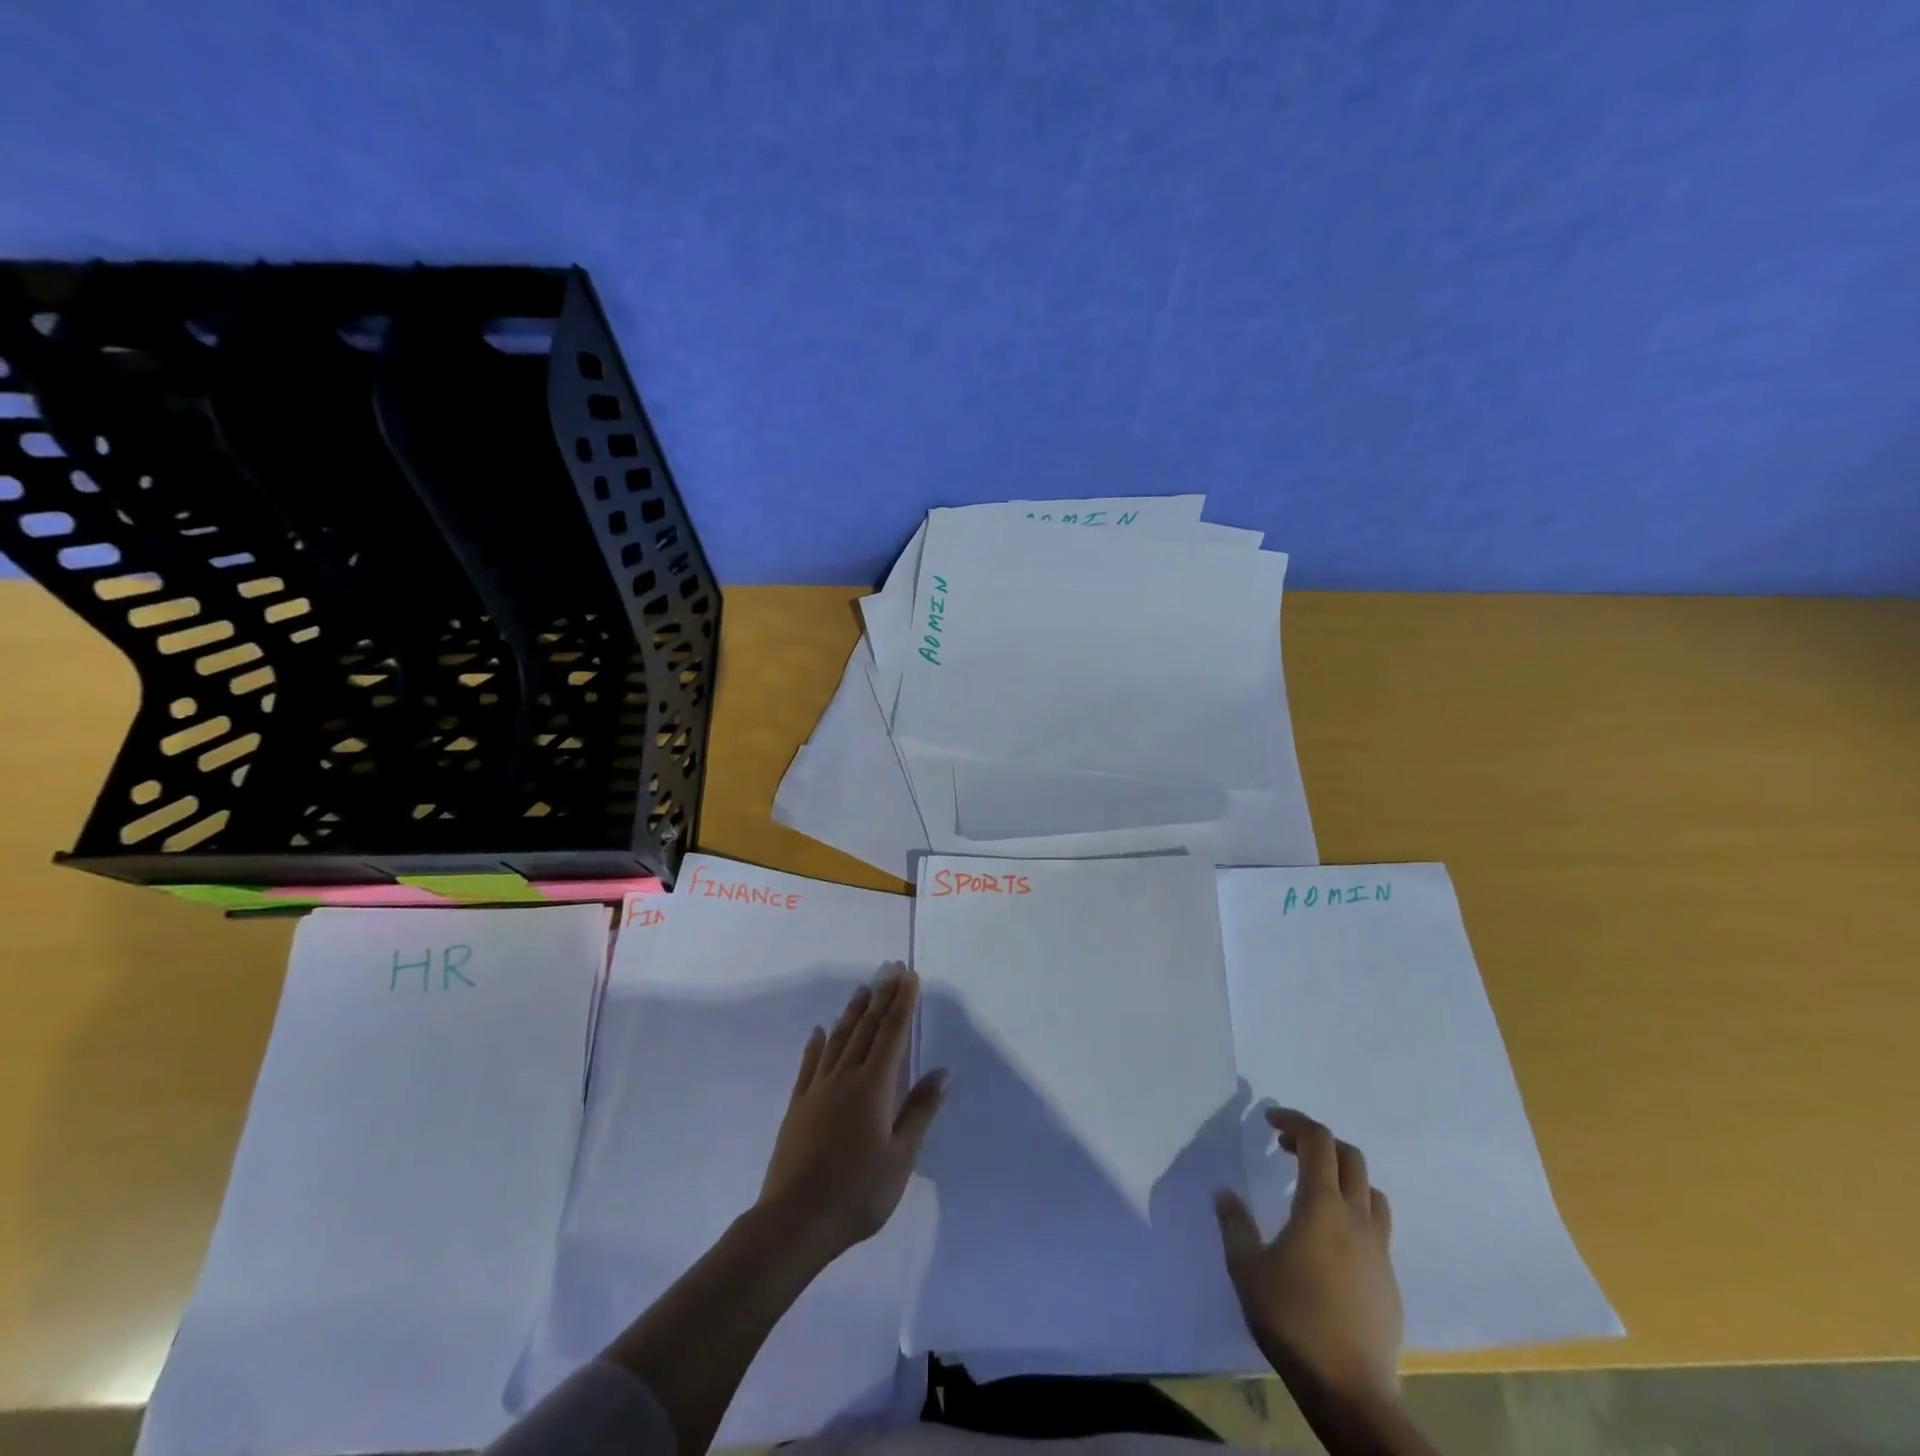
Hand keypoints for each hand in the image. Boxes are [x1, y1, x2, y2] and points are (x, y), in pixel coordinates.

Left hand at [758, 963, 946, 1258]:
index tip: (909, 977)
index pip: (893, 1034)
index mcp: (874, 1086)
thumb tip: (941, 1073)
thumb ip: (919, 1111)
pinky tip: (819, 1030)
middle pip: (866, 1029)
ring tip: (862, 989)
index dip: (903, 1004)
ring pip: (838, 1039)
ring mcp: (817, 1089)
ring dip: (852, 1012)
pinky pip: (809, 1064)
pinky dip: (816, 1044)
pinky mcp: (798, 1105)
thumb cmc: (857, 1192)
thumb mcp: (901, 1157)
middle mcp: (845, 1077)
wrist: (795, 1220)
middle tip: (890, 970)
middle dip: (881, 998)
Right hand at [1214, 1108, 1403, 1408]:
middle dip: (1319, 1143)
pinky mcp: (1389, 1280)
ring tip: (1314, 1189)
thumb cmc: (1293, 1320)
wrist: (1351, 1392)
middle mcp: (1356, 1219)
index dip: (1295, 1121)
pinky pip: (1376, 1227)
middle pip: (1351, 1158)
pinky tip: (1330, 1240)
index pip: (1318, 1141)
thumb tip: (1225, 1193)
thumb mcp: (1246, 1268)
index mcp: (1322, 1207)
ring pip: (1371, 1191)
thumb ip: (1235, 1224)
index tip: (1270, 1120)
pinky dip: (1354, 1212)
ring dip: (1343, 1176)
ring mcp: (1378, 1251)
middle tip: (1287, 1149)